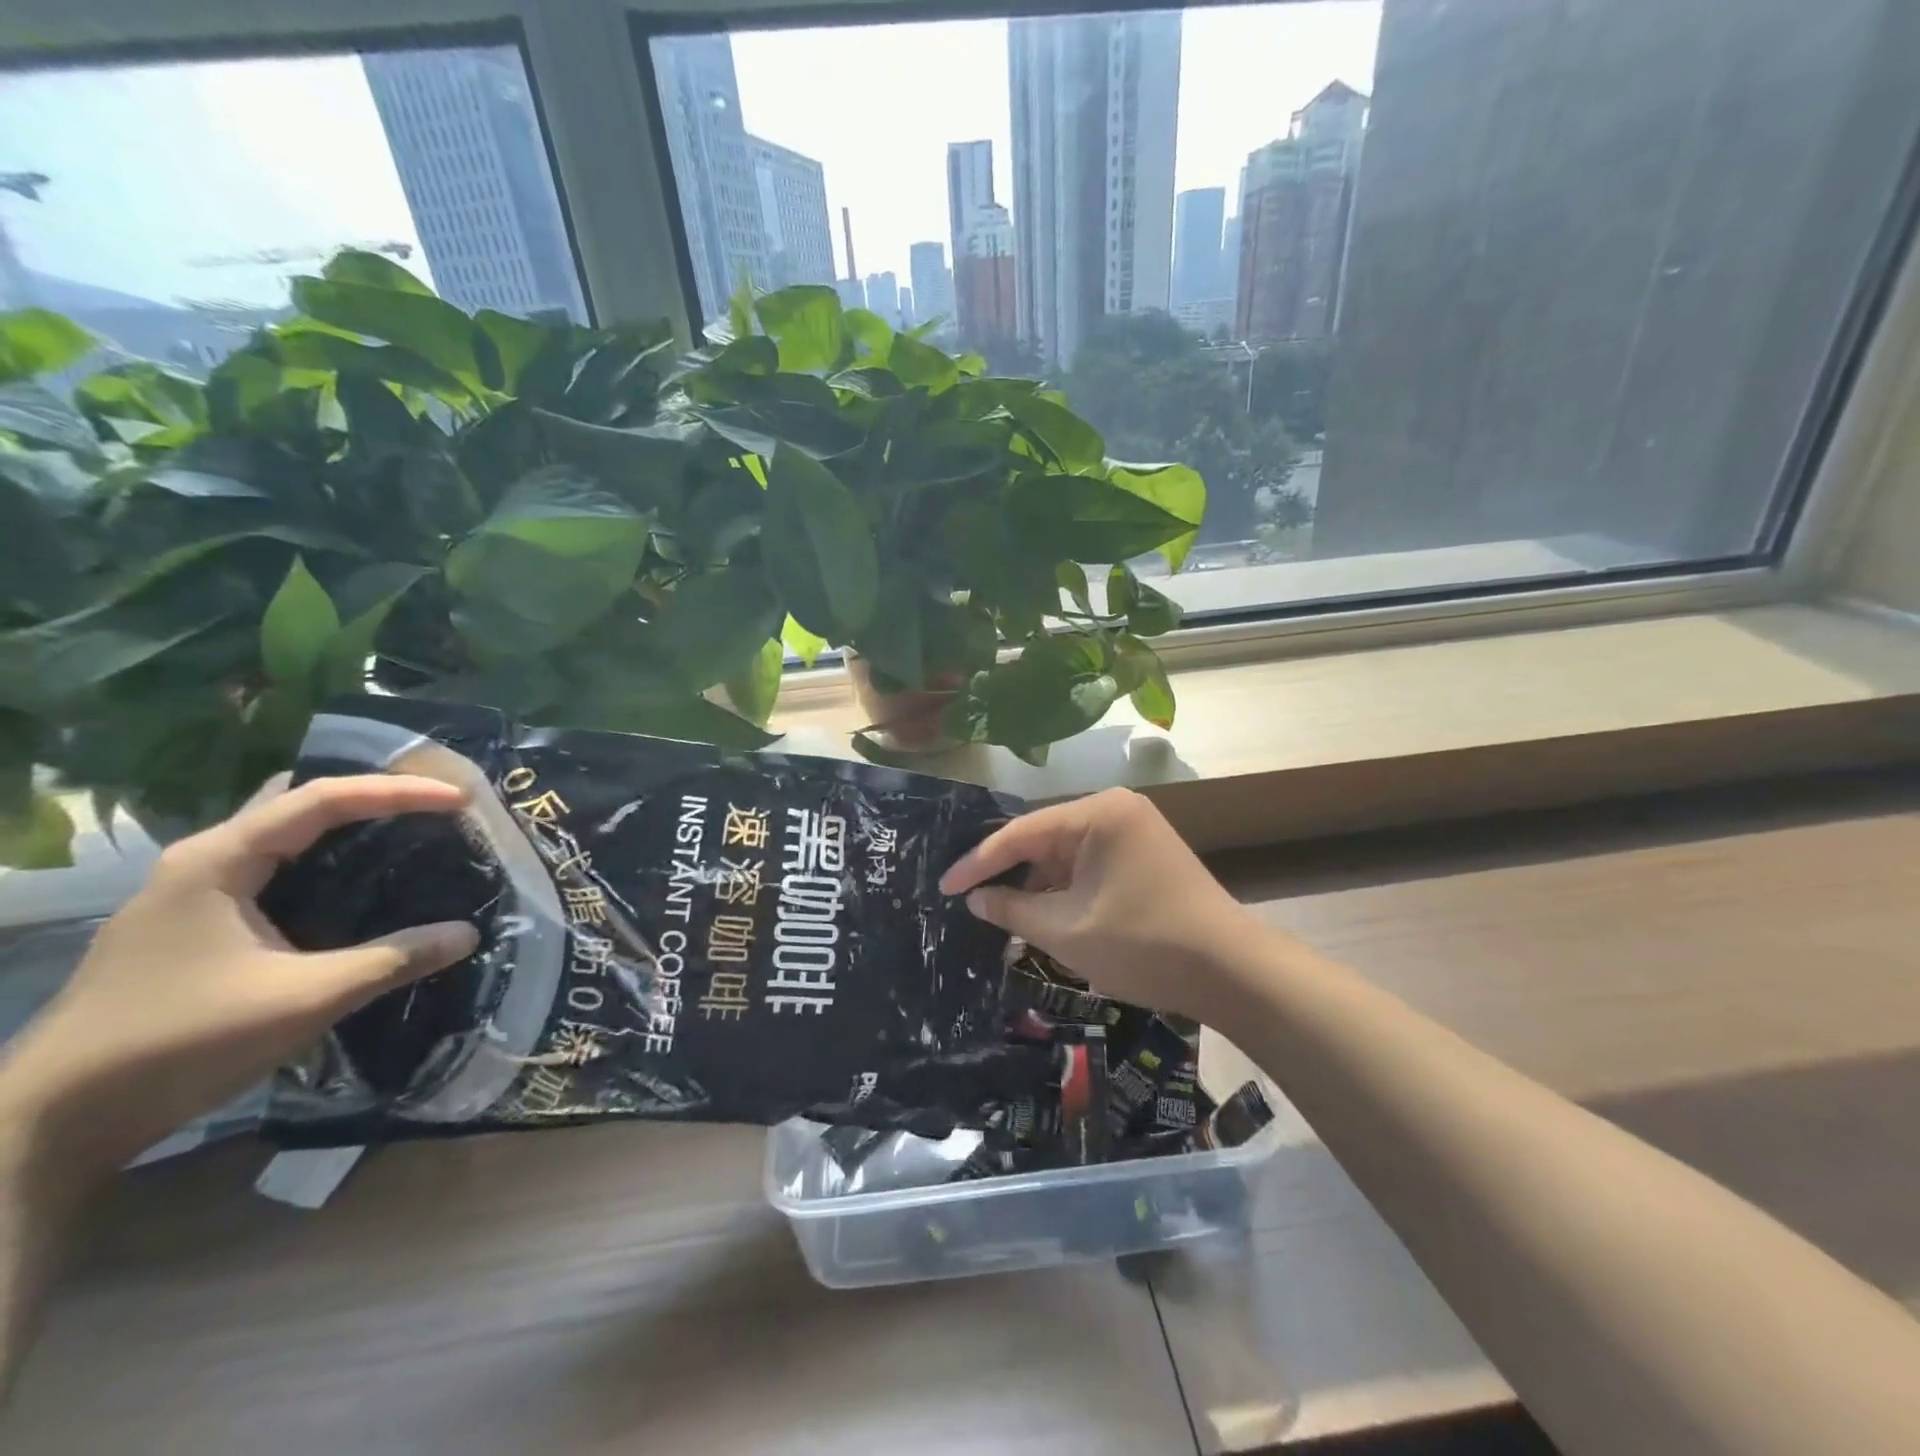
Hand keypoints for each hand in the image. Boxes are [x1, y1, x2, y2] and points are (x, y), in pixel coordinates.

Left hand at [0, 774, 479, 1193]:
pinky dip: (324, 862)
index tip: (461, 800)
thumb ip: (393, 959)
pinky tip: (356, 886)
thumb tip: (468, 933)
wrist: (53, 1123)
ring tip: (409, 835)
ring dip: (347, 829)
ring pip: (284, 837)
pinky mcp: (193, 925)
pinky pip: (274, 870)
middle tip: (435, 807)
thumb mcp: (305, 999)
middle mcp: (202, 861)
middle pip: (301, 804)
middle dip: (373, 798)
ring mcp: (190, 893)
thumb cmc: (180, 1043)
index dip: (400, 792)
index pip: (324, 799)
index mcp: (219, 860)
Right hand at [939, 788, 1261, 1019]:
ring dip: (1038, 884)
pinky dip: (1066, 888)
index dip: (977, 862)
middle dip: (1008, 873)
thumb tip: (975, 898)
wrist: (1232, 972)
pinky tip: (1044, 913)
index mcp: (1096, 814)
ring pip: (1066, 853)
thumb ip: (1012, 909)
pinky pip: (1090, 863)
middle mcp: (1115, 809)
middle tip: (967, 899)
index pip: (1020, 833)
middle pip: (1043, 839)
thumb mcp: (1066, 931)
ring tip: (1001, 913)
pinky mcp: (1145, 853)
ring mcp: (1134, 829)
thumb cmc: (1142, 945)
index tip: (942, 887)